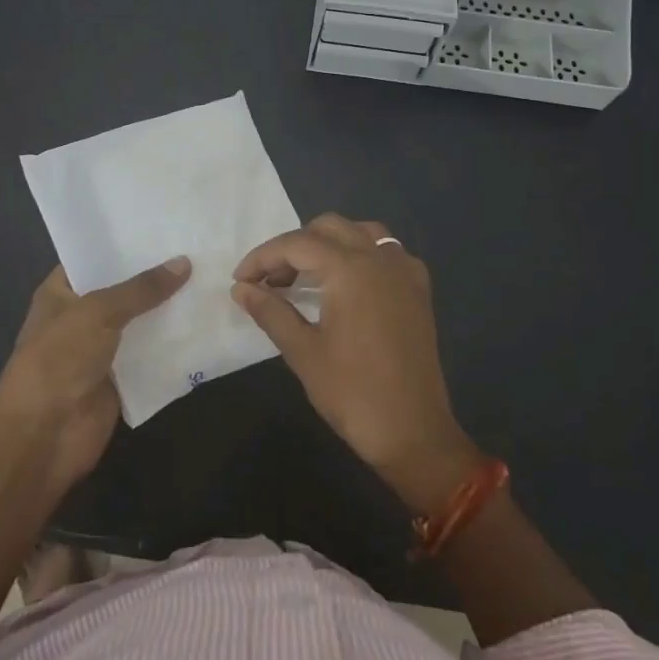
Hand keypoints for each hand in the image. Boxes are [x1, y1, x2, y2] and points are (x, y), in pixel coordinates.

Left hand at [0, 257, 190, 491]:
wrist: (45, 435)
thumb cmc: (59, 359)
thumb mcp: (98, 312)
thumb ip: (141, 288)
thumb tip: (184, 262)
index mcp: (61, 292)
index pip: (94, 257)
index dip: (124, 242)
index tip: (163, 224)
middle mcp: (81, 317)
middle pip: (123, 290)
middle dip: (156, 274)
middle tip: (199, 247)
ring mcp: (102, 349)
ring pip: (142, 322)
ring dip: (170, 309)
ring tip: (212, 278)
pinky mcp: (123, 379)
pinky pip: (152, 355)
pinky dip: (175, 345)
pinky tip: (207, 323)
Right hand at [231, 214, 480, 512]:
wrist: (413, 431)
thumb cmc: (352, 392)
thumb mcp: (302, 351)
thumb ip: (270, 311)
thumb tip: (241, 289)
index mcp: (350, 269)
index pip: (296, 244)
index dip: (262, 258)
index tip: (240, 281)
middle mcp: (380, 258)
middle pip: (328, 228)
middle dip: (293, 247)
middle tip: (271, 281)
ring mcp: (404, 272)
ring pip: (361, 232)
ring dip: (329, 244)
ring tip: (306, 275)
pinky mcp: (419, 290)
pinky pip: (387, 252)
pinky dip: (361, 254)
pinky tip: (348, 283)